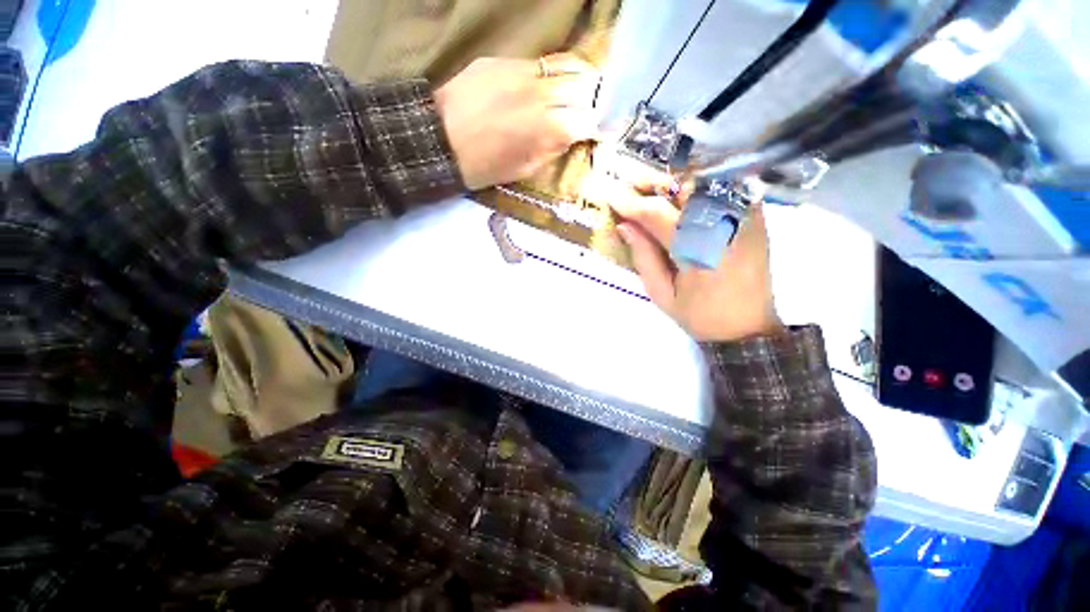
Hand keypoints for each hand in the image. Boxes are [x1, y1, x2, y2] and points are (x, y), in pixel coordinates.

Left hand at [433, 54, 599, 189]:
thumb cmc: (484, 166)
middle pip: (584, 87)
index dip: (598, 126)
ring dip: (580, 78)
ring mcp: (521, 71)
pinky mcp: (503, 60)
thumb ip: (553, 150)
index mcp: (546, 129)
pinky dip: (552, 73)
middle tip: (596, 108)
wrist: (439, 140)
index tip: (601, 131)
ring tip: (583, 88)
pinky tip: (550, 84)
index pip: (587, 120)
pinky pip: (539, 62)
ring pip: (565, 65)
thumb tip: (573, 135)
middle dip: (595, 99)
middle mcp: (540, 94)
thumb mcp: (524, 169)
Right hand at [606, 179, 783, 342]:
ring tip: (652, 190)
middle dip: (654, 183)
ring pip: (705, 182)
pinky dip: (700, 187)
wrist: (747, 327)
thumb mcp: (662, 294)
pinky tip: (683, 196)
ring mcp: (746, 218)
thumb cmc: (699, 316)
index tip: (612, 197)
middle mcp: (725, 227)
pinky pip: (725, 189)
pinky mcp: (755, 218)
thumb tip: (625, 225)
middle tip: (630, 184)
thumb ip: (643, 257)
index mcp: (699, 252)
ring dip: (675, 183)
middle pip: (685, 187)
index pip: (659, 215)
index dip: (632, 204)